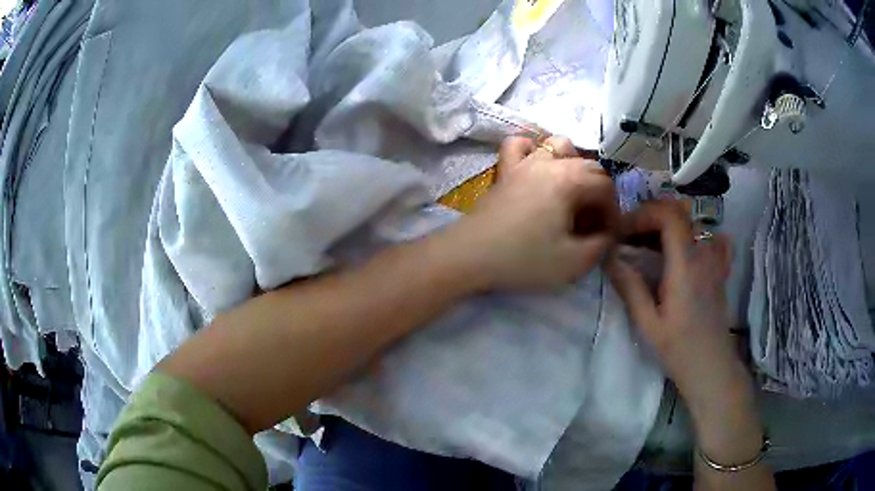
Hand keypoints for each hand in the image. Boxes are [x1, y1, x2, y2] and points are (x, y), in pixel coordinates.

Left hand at [451, 135, 618, 290]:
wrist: (469, 256)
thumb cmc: (523, 259)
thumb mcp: (573, 262)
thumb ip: (600, 245)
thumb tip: (608, 233)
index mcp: (569, 180)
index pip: (606, 186)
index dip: (613, 212)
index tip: (607, 235)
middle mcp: (549, 162)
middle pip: (589, 165)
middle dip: (598, 193)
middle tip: (591, 223)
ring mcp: (524, 162)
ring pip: (558, 145)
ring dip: (573, 165)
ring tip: (571, 194)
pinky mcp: (505, 170)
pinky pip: (520, 145)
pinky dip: (533, 150)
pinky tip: (537, 168)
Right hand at [607, 201, 745, 407]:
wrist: (711, 367)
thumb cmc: (678, 349)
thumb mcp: (647, 323)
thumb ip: (630, 287)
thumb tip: (609, 257)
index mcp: (685, 265)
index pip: (668, 216)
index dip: (643, 214)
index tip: (622, 231)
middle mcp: (704, 254)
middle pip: (680, 213)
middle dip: (651, 216)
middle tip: (630, 235)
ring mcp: (716, 260)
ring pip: (694, 222)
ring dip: (669, 224)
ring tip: (650, 243)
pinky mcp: (720, 269)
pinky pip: (714, 238)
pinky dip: (697, 233)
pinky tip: (686, 246)